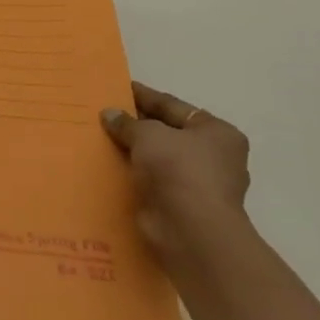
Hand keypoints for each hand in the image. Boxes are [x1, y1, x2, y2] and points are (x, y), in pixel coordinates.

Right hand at [101, 80, 250, 260]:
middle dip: (138, 125)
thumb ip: (128, 122)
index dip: (145, 96)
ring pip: (159, 159)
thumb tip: (110, 114)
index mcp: (217, 132)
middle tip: (106, 114)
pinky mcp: (182, 207)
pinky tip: (110, 167)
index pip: (173, 106)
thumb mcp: (148, 135)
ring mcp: (199, 185)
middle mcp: (214, 157)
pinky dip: (135, 175)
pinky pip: (153, 182)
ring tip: (102, 138)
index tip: (119, 88)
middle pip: (168, 133)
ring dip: (135, 152)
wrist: (191, 231)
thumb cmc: (179, 170)